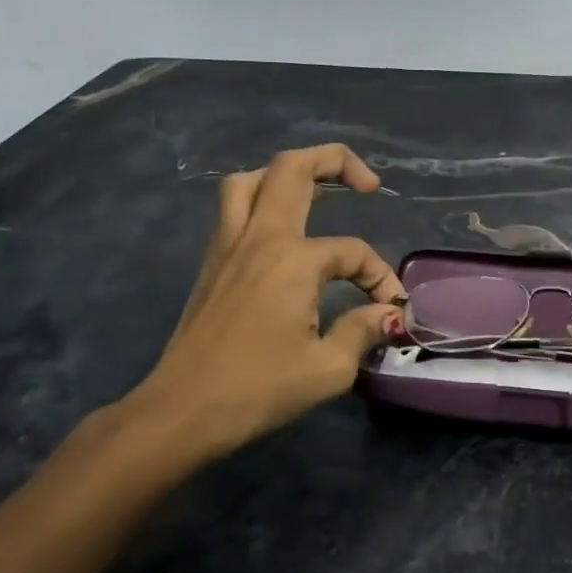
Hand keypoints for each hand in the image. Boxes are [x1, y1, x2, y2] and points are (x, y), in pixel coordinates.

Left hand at [105, 144, 405, 483]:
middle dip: (336, 161)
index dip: (380, 277)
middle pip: (292, 169)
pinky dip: (261, 200)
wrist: (182, 412)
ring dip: (287, 175)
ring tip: (316, 191)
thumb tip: (386, 314)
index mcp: (292, 260)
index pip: (352, 252)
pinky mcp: (211, 263)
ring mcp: (227, 246)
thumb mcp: (327, 369)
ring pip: (250, 180)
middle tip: (368, 183)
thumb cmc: (257, 390)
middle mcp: (259, 238)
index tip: (390, 310)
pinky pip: (233, 208)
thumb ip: (362, 331)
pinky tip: (281, 231)